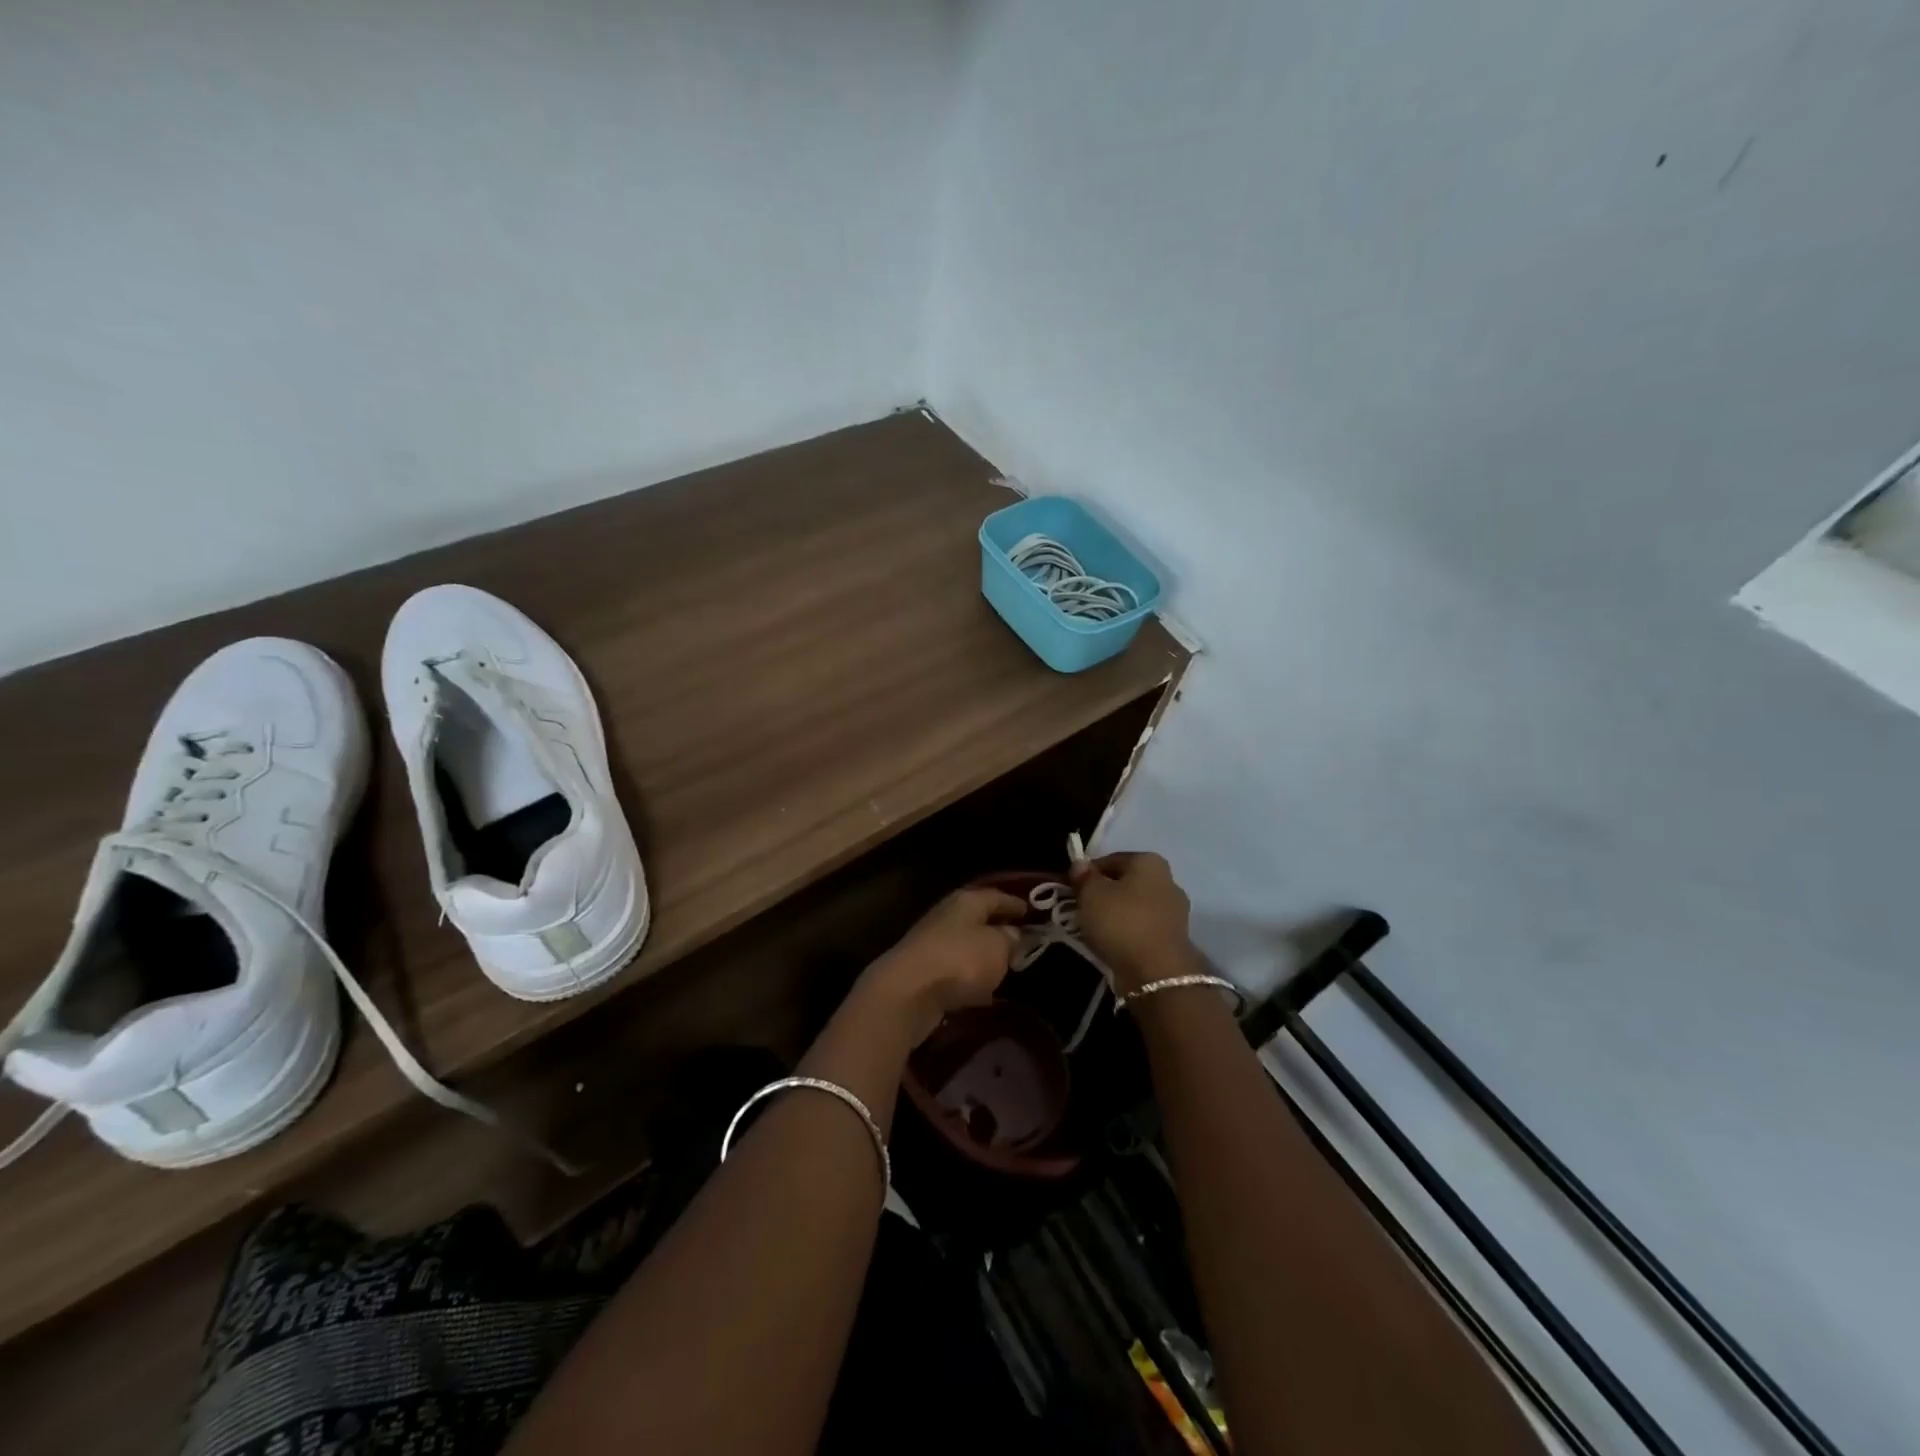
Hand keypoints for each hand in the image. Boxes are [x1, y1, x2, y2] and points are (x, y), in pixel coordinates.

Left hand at [857, 887, 1025, 1044]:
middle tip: (1021, 938)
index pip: (995, 895)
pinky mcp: (922, 973)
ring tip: (1004, 965)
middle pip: (977, 918)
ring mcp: (930, 944)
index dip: (1015, 902)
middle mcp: (946, 916)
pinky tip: (982, 990)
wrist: (907, 993)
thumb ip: (1011, 939)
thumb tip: (1013, 934)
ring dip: (982, 954)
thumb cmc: (959, 960)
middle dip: (998, 927)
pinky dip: (969, 976)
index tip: (1031, 910)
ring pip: (964, 944)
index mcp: (966, 901)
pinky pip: (954, 970)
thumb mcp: (998, 947)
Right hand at [1068, 852, 1195, 992]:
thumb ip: (1083, 877)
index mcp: (1149, 862)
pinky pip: (1143, 928)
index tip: (1072, 889)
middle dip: (1104, 894)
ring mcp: (1175, 912)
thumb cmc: (1121, 922)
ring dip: (1116, 915)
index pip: (1111, 859)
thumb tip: (1080, 865)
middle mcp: (1168, 881)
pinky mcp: (1174, 939)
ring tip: (1094, 930)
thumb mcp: (1091, 894)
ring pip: (1135, 907)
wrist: (1157, 973)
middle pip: (1126, 883)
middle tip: (1082, 909)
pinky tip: (1112, 944)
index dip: (1088, 873)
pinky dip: (1128, 933)